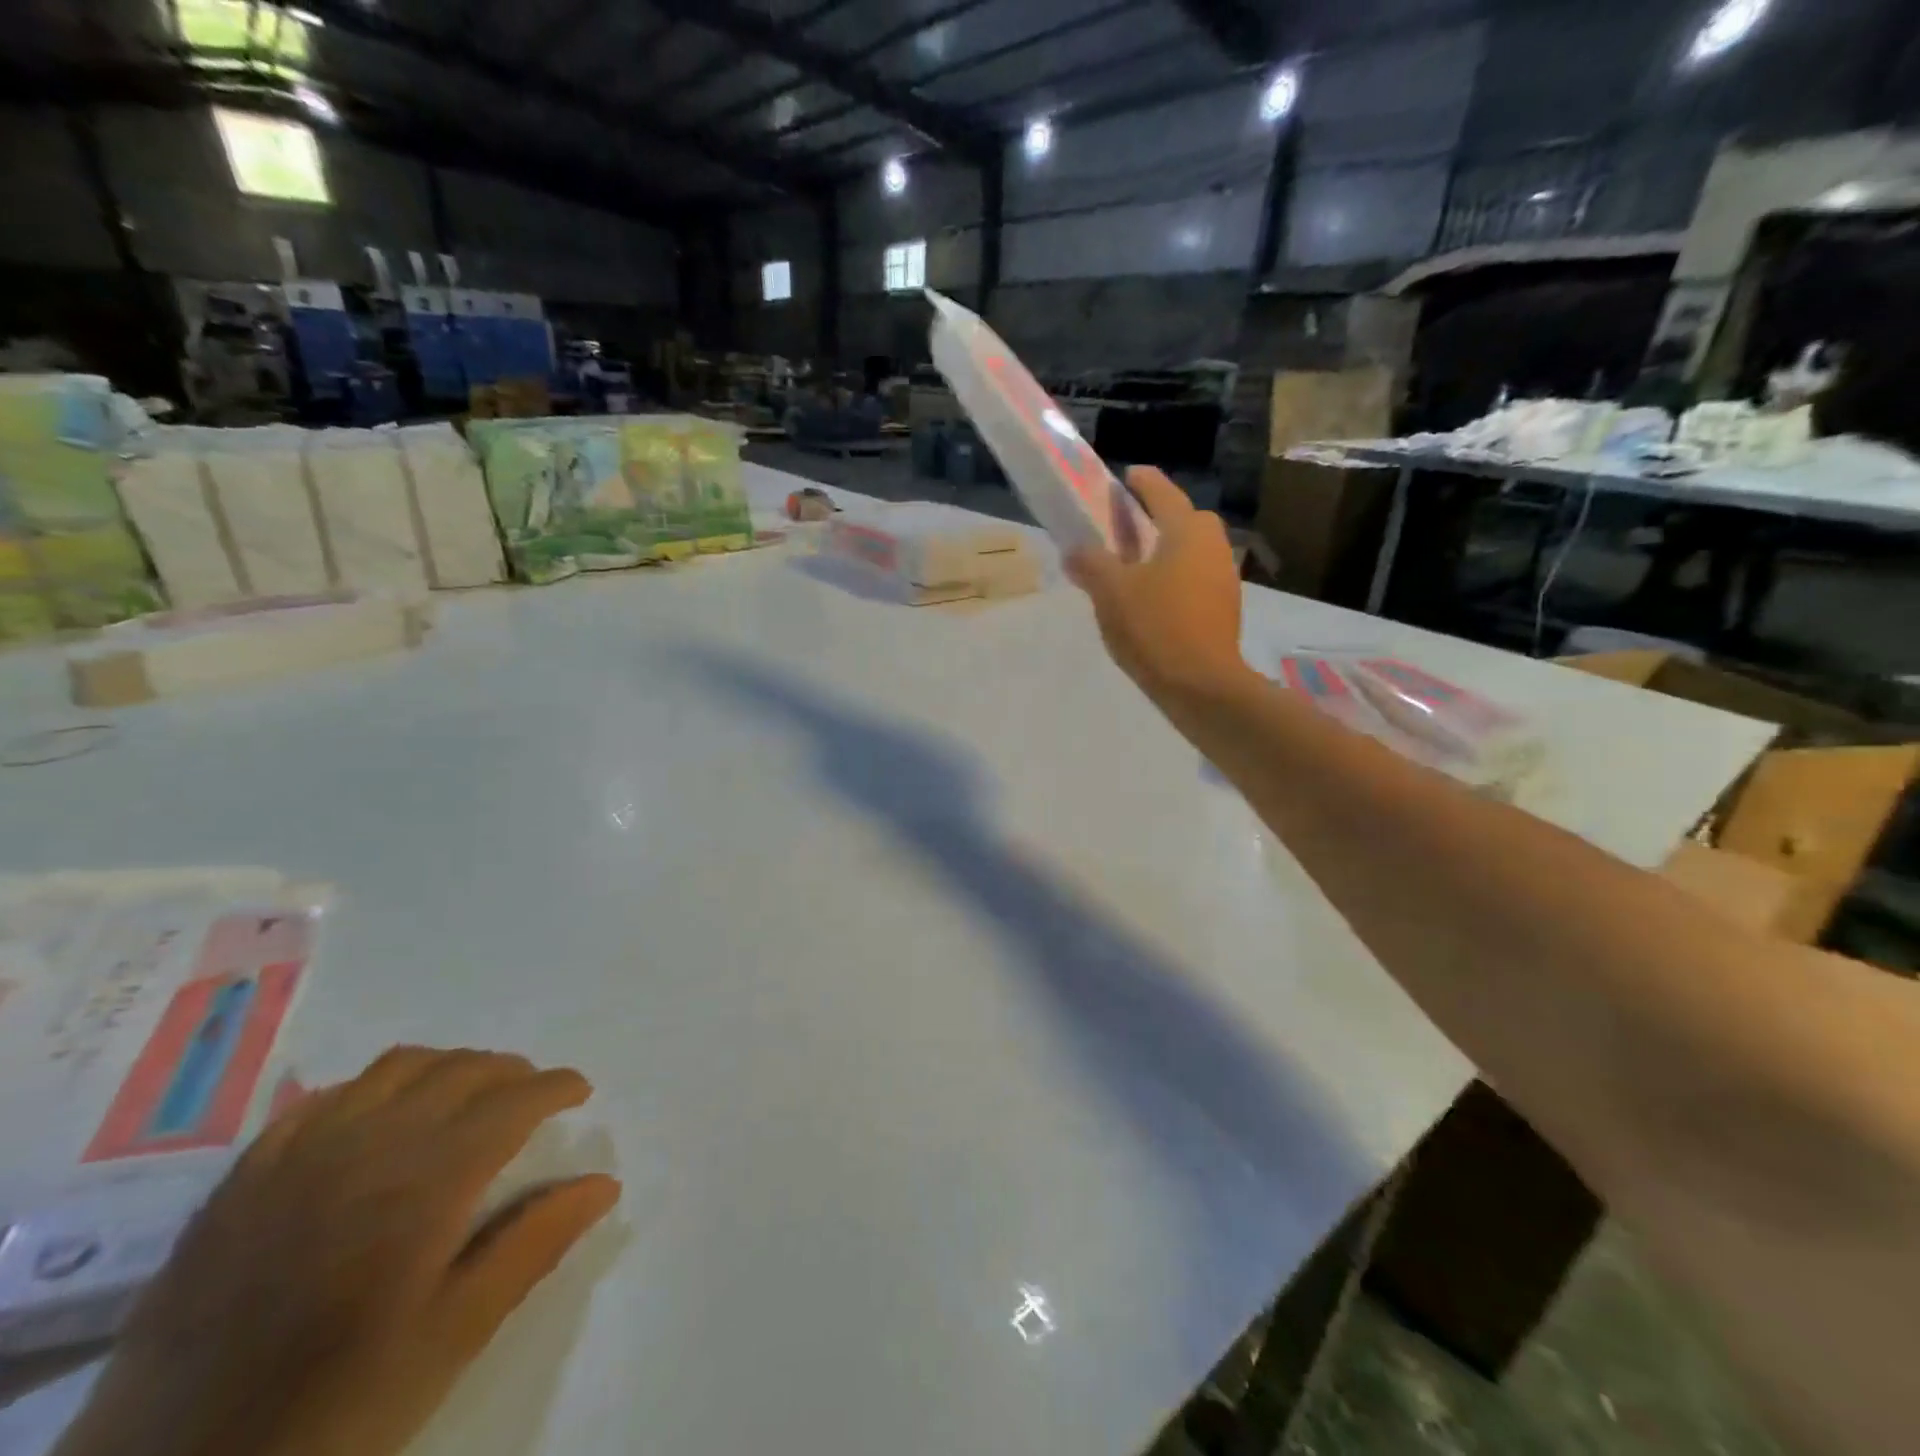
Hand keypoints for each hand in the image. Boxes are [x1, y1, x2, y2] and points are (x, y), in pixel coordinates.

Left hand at [56, 1047, 619, 1455]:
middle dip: (512, 1072)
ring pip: (397, 1067)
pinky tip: (380, 1117)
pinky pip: (325, 1096)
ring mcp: (299, 1153)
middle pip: (461, 1070)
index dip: (557, 1086)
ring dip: (449, 1068)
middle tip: (533, 1097)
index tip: (580, 1092)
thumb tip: (603, 1183)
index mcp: (426, 1181)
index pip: (513, 1100)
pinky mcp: (246, 1176)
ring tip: (467, 1096)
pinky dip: (374, 1087)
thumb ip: (533, 1245)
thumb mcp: (452, 1336)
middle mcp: (368, 1144)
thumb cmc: (336, 1406)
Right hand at [1066, 466, 1246, 699]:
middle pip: (1186, 520)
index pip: (1163, 494)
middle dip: (1161, 516)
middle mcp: (1213, 547)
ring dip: (1169, 550)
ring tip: (1137, 565)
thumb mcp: (1111, 592)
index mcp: (1187, 532)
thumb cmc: (1155, 627)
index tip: (1128, 475)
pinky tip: (1154, 599)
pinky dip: (1176, 578)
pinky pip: (1197, 579)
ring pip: (1193, 552)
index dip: (1143, 482)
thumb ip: (1090, 564)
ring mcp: (1224, 579)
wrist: (1201, 685)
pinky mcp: (1225, 609)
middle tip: (1131, 526)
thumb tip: (1074, 550)